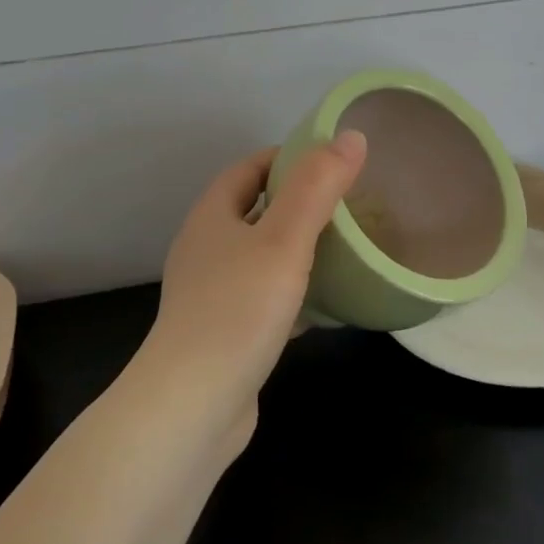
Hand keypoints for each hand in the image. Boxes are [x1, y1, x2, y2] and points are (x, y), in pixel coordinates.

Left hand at [142, 132, 367, 431]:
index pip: (250, 168)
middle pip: (257, 211)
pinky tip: (331, 304)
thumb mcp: (283, 240)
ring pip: (264, 257)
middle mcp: (207, 250)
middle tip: (351, 203)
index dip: (288, 157)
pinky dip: (298, 293)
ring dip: (300, 249)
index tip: (333, 161)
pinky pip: (268, 299)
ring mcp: (214, 294)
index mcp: (211, 217)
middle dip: (300, 203)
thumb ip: (317, 187)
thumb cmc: (237, 310)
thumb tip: (351, 136)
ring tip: (348, 248)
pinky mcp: (227, 333)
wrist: (193, 406)